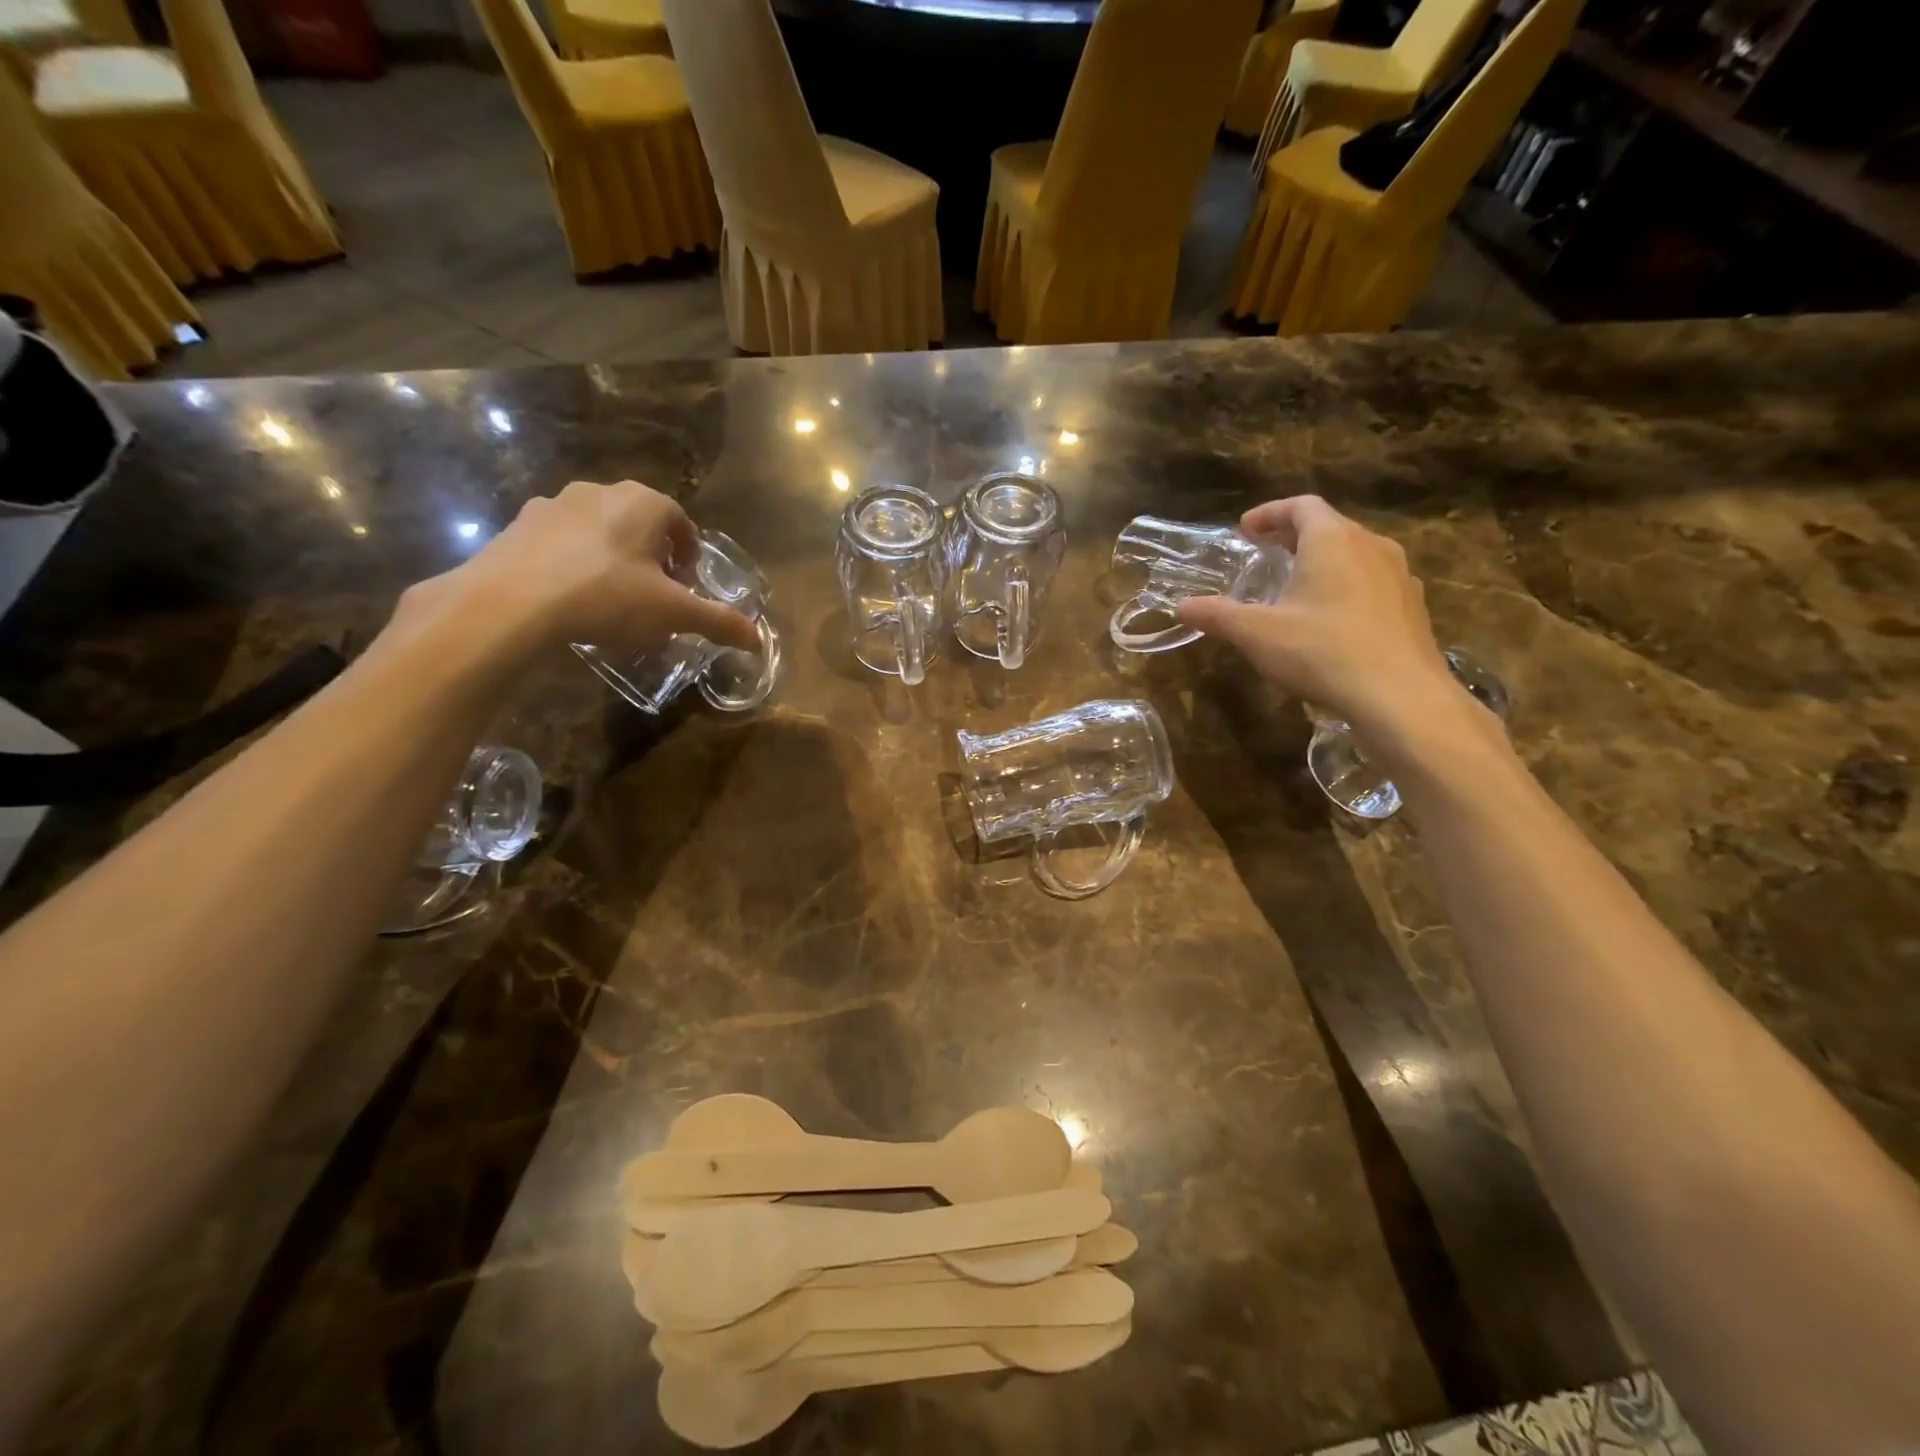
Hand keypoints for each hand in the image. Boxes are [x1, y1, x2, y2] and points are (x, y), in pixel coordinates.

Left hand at [403, 480, 759, 659]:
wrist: (509, 603)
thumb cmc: (606, 597)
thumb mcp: (673, 614)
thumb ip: (717, 622)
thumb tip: (757, 639)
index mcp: (644, 503)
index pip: (681, 522)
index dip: (689, 555)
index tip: (685, 587)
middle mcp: (600, 491)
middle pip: (641, 523)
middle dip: (653, 556)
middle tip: (654, 595)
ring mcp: (553, 504)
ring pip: (599, 530)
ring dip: (613, 558)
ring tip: (611, 600)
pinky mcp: (519, 525)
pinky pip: (561, 542)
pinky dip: (574, 563)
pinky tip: (570, 599)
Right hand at [1176, 496, 1464, 742]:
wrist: (1401, 697)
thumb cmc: (1322, 651)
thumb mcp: (1256, 634)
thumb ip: (1217, 615)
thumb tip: (1182, 606)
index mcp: (1332, 540)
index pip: (1301, 506)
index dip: (1270, 513)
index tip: (1245, 530)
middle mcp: (1371, 546)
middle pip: (1330, 527)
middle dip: (1293, 538)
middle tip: (1266, 556)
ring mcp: (1399, 576)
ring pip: (1354, 555)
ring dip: (1322, 563)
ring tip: (1296, 589)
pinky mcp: (1413, 608)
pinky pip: (1372, 584)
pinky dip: (1346, 588)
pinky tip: (1331, 622)